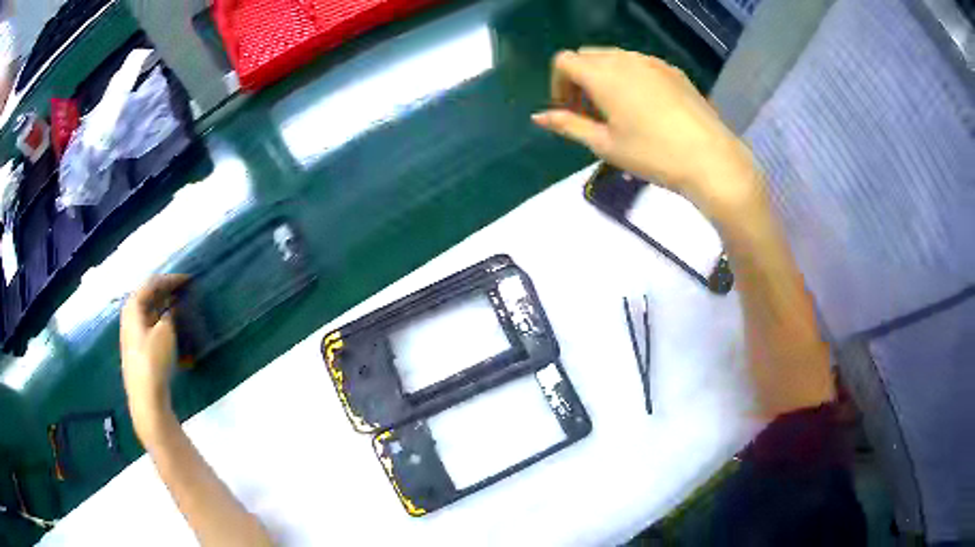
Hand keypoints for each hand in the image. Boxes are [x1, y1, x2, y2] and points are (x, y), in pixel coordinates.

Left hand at [120, 275, 187, 440]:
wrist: (145, 398)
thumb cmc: (153, 360)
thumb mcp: (165, 331)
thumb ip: (169, 314)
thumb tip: (170, 309)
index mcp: (132, 307)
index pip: (151, 284)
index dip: (170, 279)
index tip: (188, 279)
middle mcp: (129, 317)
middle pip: (147, 297)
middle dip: (165, 291)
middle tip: (183, 290)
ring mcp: (132, 335)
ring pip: (148, 312)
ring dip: (163, 307)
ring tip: (179, 305)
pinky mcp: (138, 350)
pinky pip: (149, 326)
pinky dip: (160, 321)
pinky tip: (171, 327)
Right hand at [532, 48, 759, 219]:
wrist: (711, 159)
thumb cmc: (653, 155)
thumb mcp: (605, 144)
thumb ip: (568, 125)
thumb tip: (538, 116)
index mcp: (603, 74)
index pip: (564, 61)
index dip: (558, 84)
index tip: (568, 111)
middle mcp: (625, 59)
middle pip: (588, 56)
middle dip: (579, 79)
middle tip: (590, 113)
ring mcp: (653, 62)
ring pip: (615, 58)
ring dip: (604, 77)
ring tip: (617, 111)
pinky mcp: (673, 71)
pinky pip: (640, 64)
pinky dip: (629, 77)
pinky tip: (644, 107)